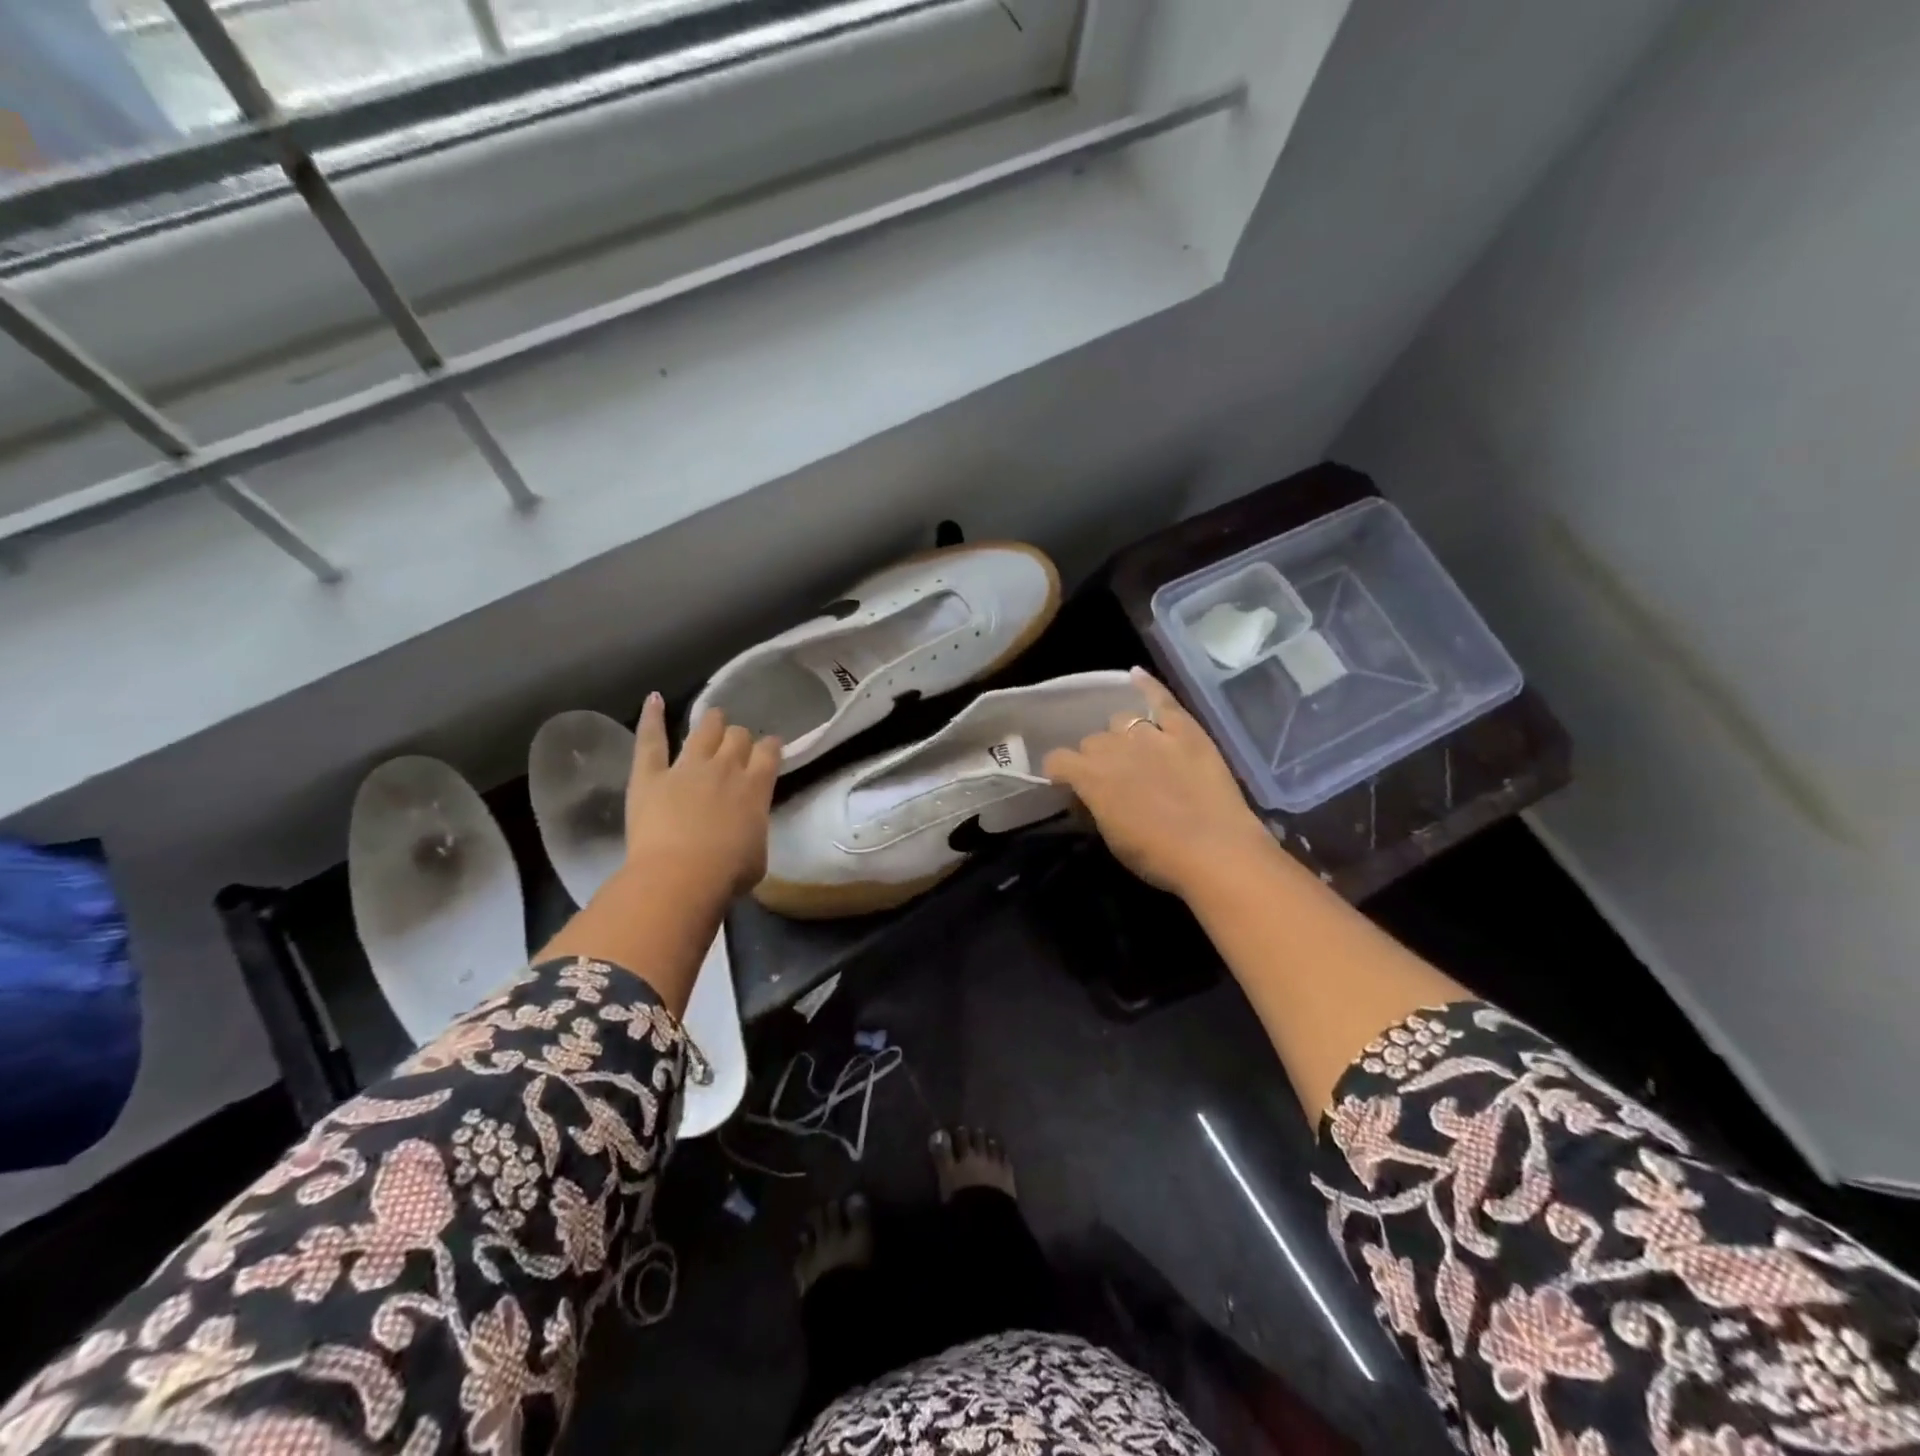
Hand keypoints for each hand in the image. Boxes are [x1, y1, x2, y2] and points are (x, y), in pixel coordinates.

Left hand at [624, 694, 781, 902]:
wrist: (681, 876)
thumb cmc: (727, 874)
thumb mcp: (759, 854)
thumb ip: (755, 829)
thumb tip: (747, 826)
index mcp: (756, 787)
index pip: (769, 752)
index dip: (769, 747)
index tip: (768, 750)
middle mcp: (725, 767)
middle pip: (737, 736)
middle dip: (739, 738)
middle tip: (735, 746)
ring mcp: (687, 767)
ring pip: (705, 729)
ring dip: (711, 722)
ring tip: (712, 719)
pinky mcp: (651, 774)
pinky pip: (652, 739)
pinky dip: (652, 717)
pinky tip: (654, 698)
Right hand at [1043, 668, 1273, 897]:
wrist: (1216, 852)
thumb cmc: (1158, 857)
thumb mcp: (1112, 839)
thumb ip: (1094, 809)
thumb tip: (1086, 797)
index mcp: (1090, 777)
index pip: (1058, 761)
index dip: (1061, 774)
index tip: (1070, 787)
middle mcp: (1114, 747)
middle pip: (1092, 741)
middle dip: (1096, 757)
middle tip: (1113, 779)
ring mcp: (1151, 734)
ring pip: (1121, 720)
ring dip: (1123, 735)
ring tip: (1136, 752)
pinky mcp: (1185, 730)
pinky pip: (1162, 699)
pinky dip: (1148, 686)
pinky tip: (1136, 675)